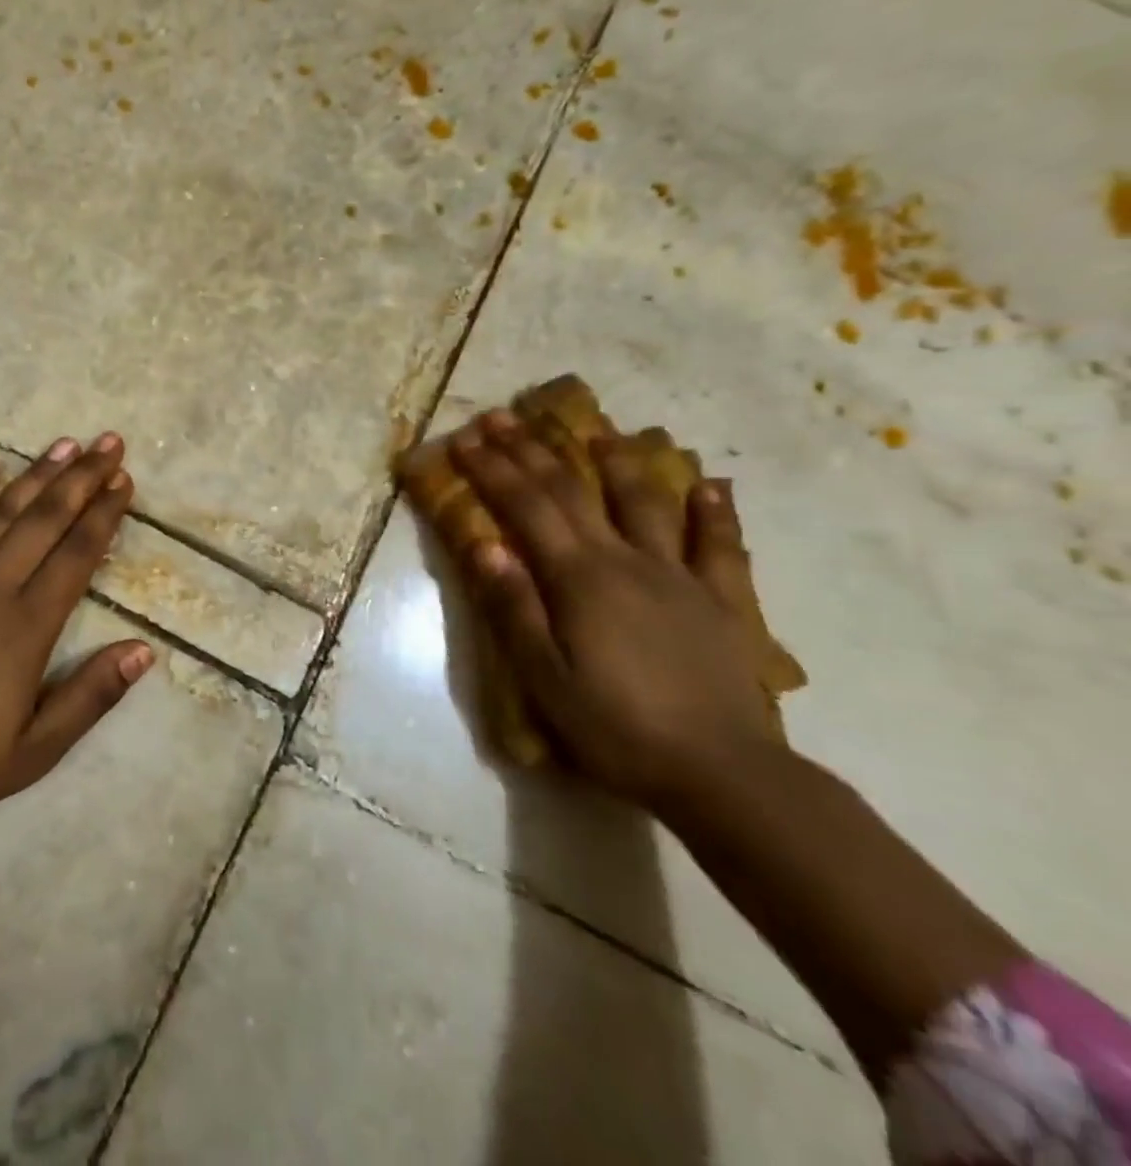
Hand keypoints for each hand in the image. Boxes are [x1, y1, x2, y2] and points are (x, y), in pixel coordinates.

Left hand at [0, 434, 153, 824]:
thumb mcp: (37, 750)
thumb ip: (91, 696)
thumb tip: (144, 650)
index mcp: (26, 627)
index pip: (76, 555)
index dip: (104, 514)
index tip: (124, 481)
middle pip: (44, 521)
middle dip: (81, 479)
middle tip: (108, 443)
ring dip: (35, 475)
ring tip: (65, 444)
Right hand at [449, 410, 782, 809]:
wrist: (723, 775)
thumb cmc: (617, 729)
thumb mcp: (544, 678)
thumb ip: (514, 607)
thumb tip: (485, 545)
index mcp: (580, 579)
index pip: (526, 508)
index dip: (492, 469)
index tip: (465, 438)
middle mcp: (628, 560)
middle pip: (573, 492)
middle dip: (532, 450)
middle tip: (504, 415)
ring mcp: (680, 576)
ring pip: (646, 502)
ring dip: (617, 460)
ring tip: (599, 428)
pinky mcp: (723, 601)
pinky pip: (720, 546)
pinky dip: (714, 511)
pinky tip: (710, 485)